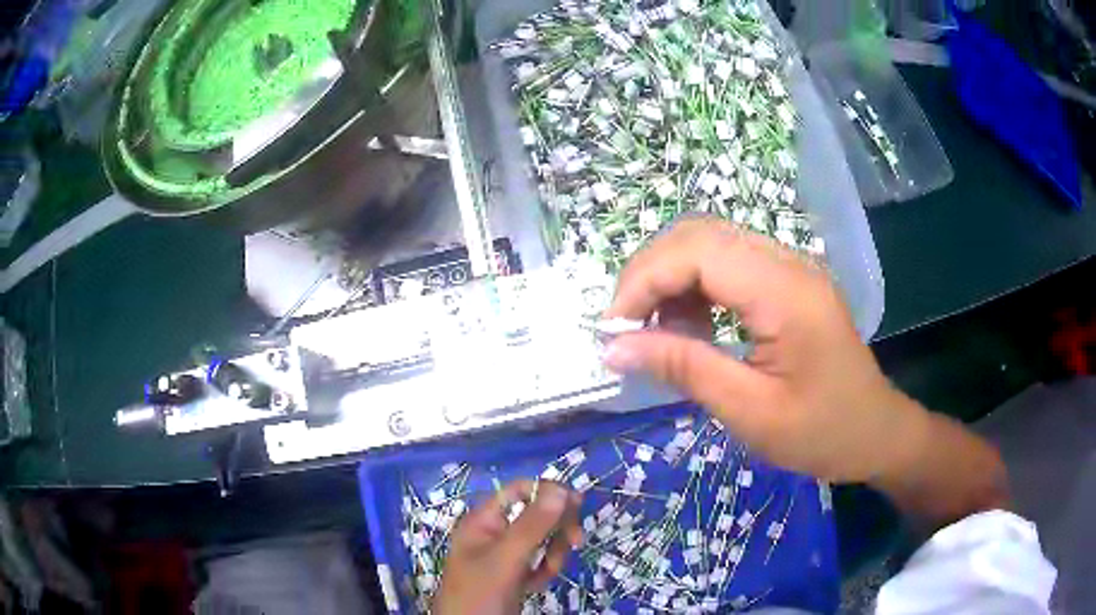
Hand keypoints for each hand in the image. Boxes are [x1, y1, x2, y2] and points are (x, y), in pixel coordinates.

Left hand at [433, 481, 582, 614]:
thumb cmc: (479, 593)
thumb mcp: (506, 559)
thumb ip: (532, 526)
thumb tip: (561, 491)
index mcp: (484, 521)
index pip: (519, 491)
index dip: (547, 492)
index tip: (577, 504)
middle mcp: (494, 533)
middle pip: (536, 514)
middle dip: (556, 529)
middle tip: (576, 541)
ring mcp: (505, 556)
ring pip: (542, 540)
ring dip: (552, 554)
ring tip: (546, 574)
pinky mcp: (514, 575)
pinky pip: (539, 562)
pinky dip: (544, 571)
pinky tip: (537, 585)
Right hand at [603, 218, 916, 483]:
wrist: (876, 433)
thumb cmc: (822, 432)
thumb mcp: (750, 412)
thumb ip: (684, 369)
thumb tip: (614, 348)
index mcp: (785, 292)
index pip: (697, 251)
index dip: (644, 279)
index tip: (612, 328)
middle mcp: (787, 263)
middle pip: (699, 234)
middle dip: (650, 273)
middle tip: (626, 328)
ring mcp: (789, 268)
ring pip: (710, 243)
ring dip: (671, 280)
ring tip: (658, 333)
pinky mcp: (788, 282)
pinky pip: (728, 264)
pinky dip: (695, 288)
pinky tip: (692, 329)